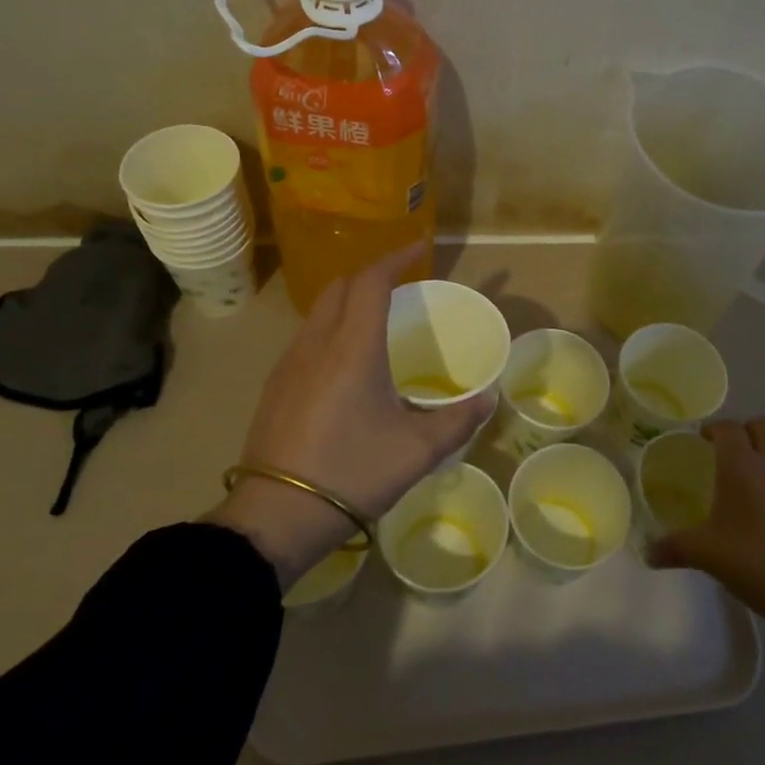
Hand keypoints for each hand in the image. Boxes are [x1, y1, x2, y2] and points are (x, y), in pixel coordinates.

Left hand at [203, 243, 497, 588]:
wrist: (277, 516)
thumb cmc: (353, 473)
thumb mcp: (417, 451)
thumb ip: (458, 421)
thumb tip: (489, 400)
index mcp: (353, 347)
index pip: (371, 280)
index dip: (396, 257)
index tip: (420, 248)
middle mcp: (317, 343)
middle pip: (340, 286)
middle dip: (371, 275)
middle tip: (401, 286)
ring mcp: (289, 364)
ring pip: (319, 311)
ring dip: (348, 302)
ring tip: (376, 321)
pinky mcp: (275, 386)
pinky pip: (306, 337)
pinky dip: (331, 328)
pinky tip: (344, 362)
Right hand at [648, 417, 764, 627]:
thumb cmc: (756, 560)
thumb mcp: (707, 555)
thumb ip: (675, 549)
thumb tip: (648, 553)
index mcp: (742, 464)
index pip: (728, 428)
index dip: (714, 429)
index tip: (703, 439)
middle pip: (762, 426)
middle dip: (744, 433)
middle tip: (727, 456)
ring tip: (752, 488)